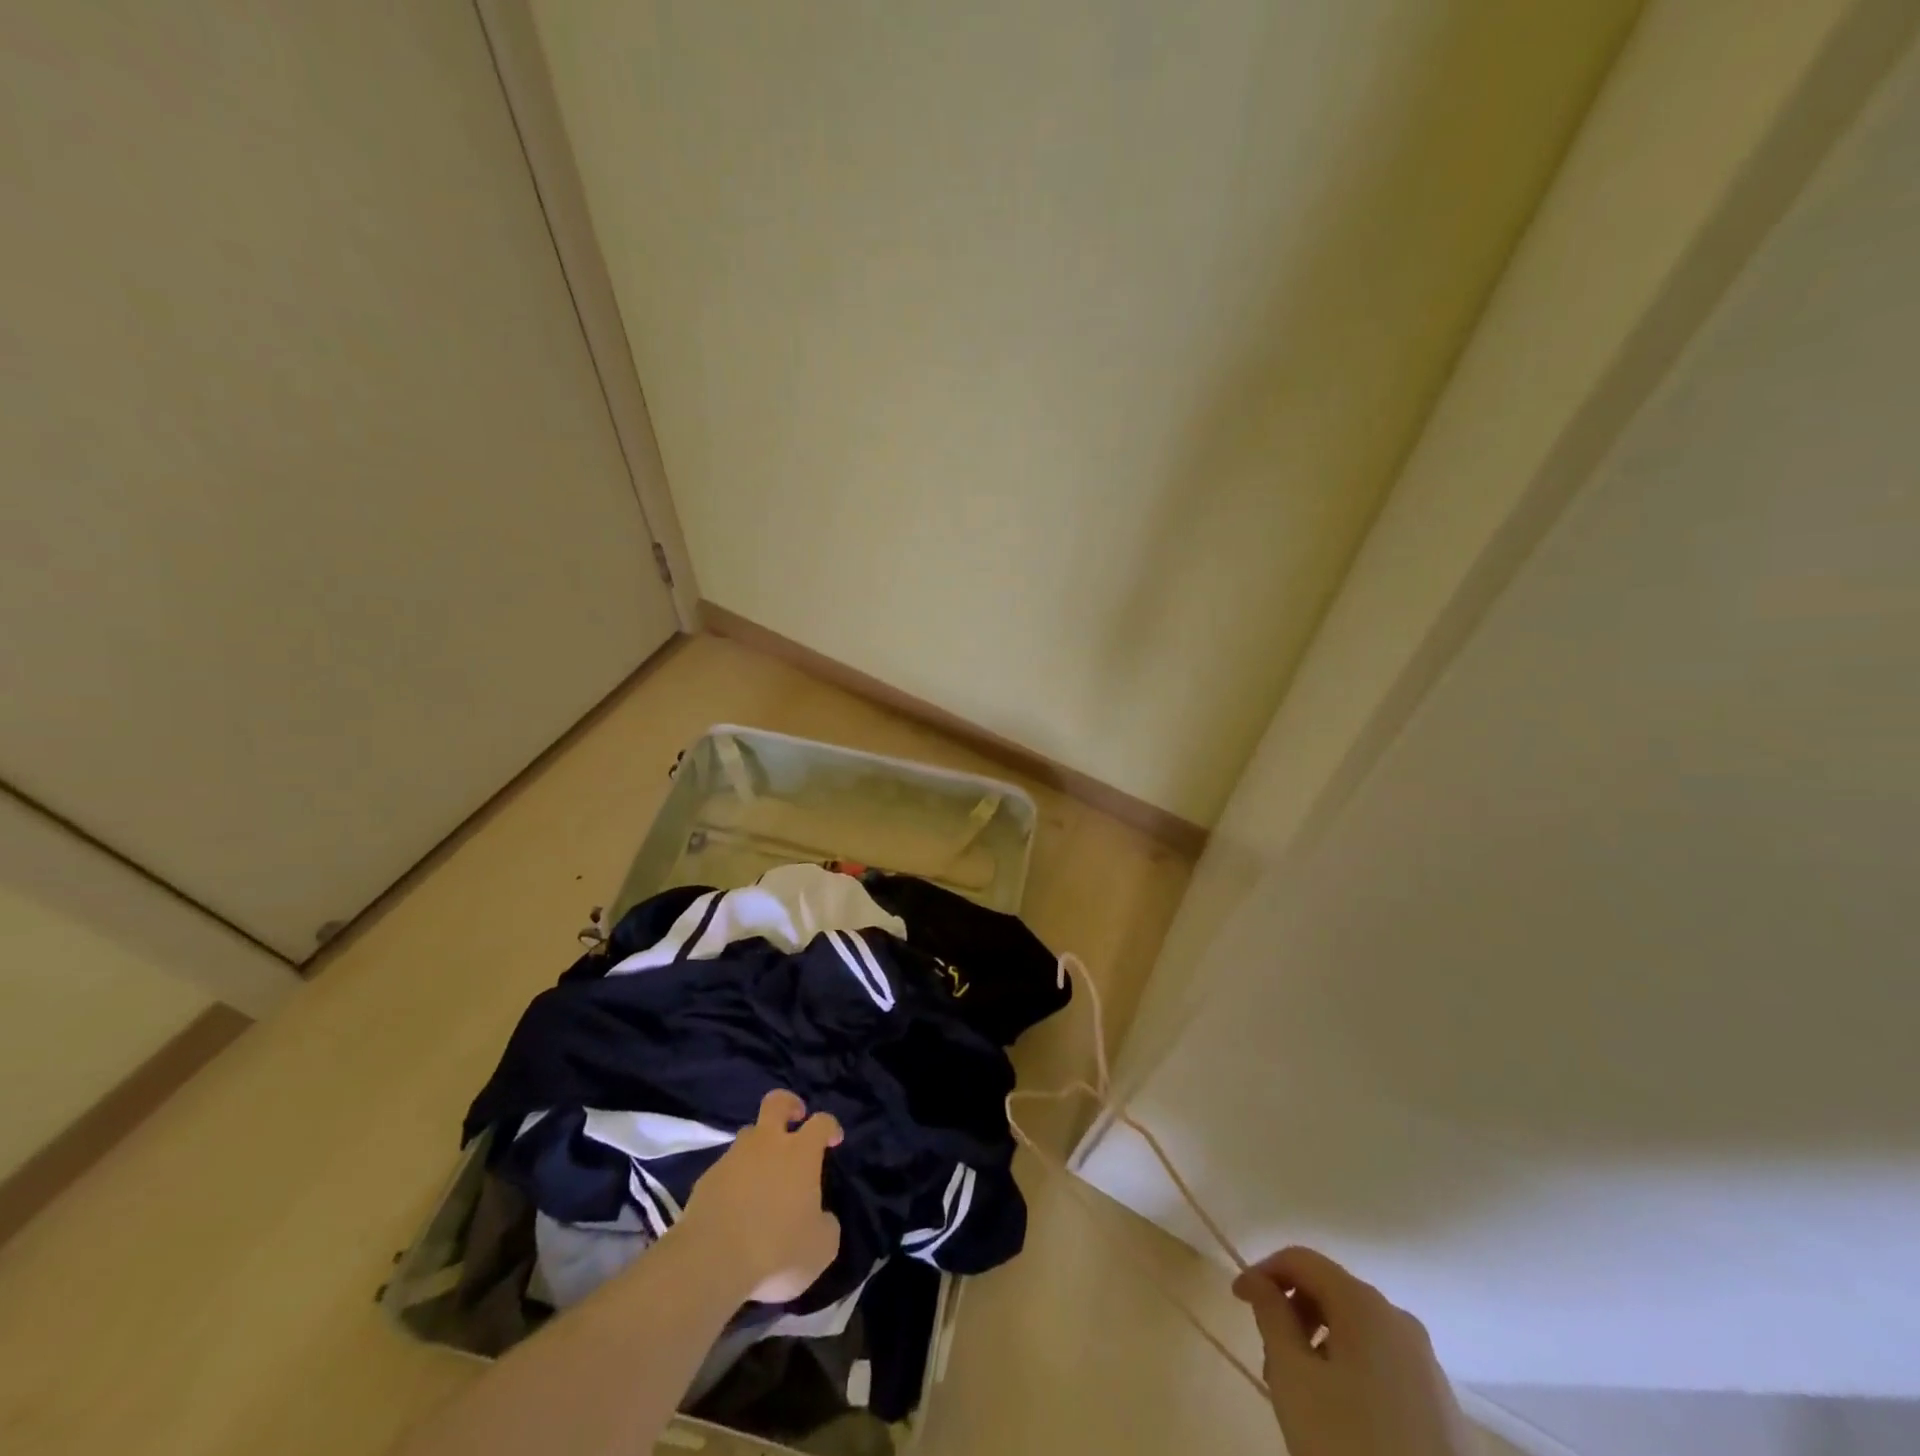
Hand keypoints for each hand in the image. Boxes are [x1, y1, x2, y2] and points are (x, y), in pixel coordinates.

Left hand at [678, 1089, 843, 1303]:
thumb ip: (825, 1224)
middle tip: (795, 1118)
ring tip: (762, 1178)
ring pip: (748, 1136)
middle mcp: (767, 1144)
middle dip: (789, 1105)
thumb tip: (819, 1217)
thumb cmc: (777, 1250)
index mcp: (800, 1153)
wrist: (711, 1263)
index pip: (821, 1122)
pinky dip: (734, 1181)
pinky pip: (726, 1170)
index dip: (830, 1126)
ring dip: (758, 1148)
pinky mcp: (706, 1180)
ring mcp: (732, 1159)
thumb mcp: (821, 1248)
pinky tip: (735, 1208)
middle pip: (776, 1102)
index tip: (834, 1140)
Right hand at [1234, 1246, 1475, 1455]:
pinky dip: (1351, 1371)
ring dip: (1319, 1345)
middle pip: (1330, 1292)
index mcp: (1364, 1304)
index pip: (1301, 1259)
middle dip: (1292, 1315)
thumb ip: (1271, 1316)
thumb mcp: (1293, 1376)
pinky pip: (1382, 1363)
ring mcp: (1427, 1364)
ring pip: (1356, 1331)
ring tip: (1301, 1393)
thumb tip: (1260, 1281)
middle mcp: (1399, 1320)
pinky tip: (1342, 1416)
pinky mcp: (1442, 1406)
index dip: (1263, 1271)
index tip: (1238, 1301)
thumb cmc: (1348, 1442)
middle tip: (1270, 1359)